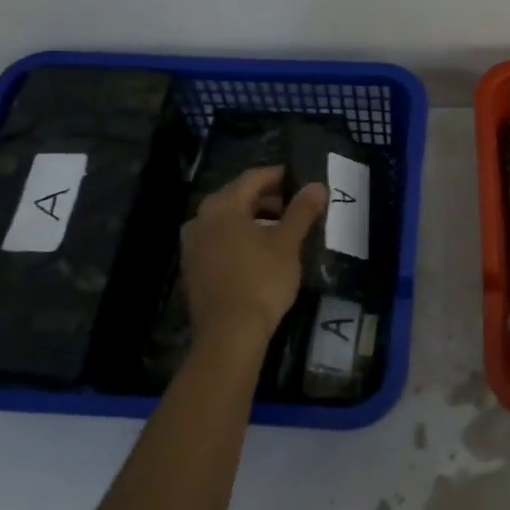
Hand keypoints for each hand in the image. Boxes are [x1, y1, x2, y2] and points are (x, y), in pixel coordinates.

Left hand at [181, 166, 326, 350]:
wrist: (229, 334)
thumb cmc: (261, 280)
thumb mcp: (288, 243)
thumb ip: (302, 211)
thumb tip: (316, 185)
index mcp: (222, 206)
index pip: (252, 178)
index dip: (277, 175)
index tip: (298, 179)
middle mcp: (200, 219)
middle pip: (236, 197)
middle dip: (265, 197)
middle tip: (293, 203)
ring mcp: (192, 245)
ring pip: (226, 220)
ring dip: (252, 218)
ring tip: (280, 228)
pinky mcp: (193, 269)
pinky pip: (218, 241)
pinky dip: (238, 238)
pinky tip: (258, 251)